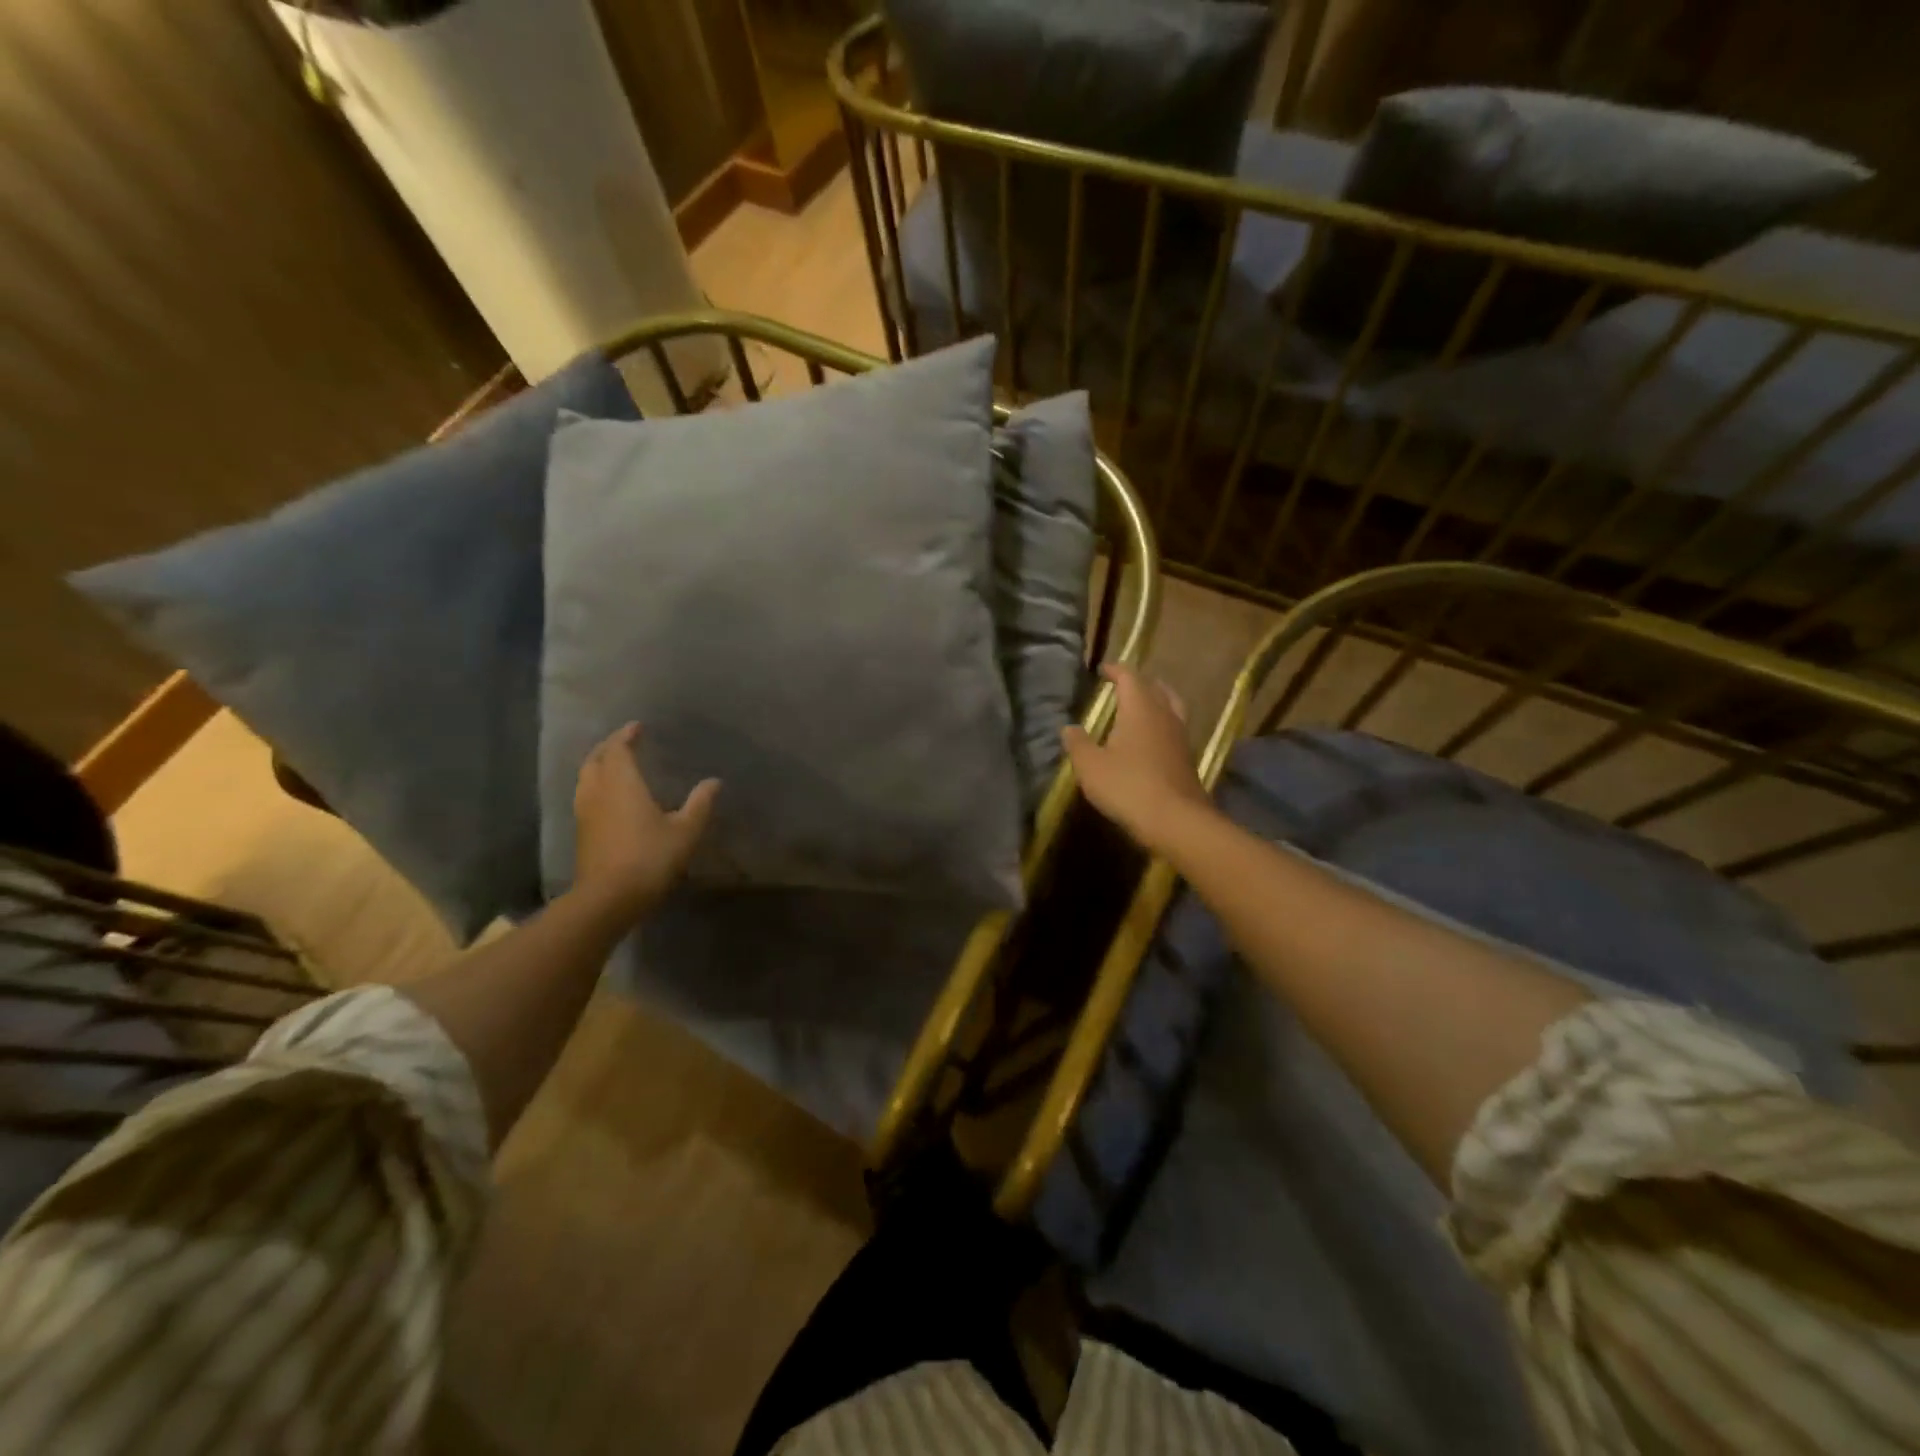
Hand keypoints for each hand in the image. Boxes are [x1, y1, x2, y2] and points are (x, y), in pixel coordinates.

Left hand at [571, 723, 718, 925]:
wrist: (608, 899)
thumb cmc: (650, 858)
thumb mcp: (685, 831)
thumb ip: (699, 803)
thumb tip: (713, 781)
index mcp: (622, 783)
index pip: (618, 749)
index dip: (626, 735)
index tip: (637, 727)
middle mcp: (598, 792)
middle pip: (595, 760)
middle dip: (608, 747)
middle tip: (624, 742)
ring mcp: (585, 813)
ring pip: (586, 778)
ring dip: (598, 766)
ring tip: (614, 765)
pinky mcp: (582, 833)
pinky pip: (586, 796)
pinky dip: (596, 786)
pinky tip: (610, 797)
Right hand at [1062, 665, 1213, 853]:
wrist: (1175, 820)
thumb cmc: (1128, 786)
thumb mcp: (1090, 766)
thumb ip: (1077, 743)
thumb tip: (1068, 728)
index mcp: (1140, 708)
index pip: (1129, 677)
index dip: (1115, 670)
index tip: (1102, 670)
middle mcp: (1164, 716)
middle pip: (1156, 688)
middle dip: (1139, 683)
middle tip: (1123, 685)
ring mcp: (1180, 737)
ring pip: (1171, 707)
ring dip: (1156, 701)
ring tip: (1141, 707)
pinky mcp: (1187, 759)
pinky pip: (1174, 730)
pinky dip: (1162, 725)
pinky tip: (1151, 739)